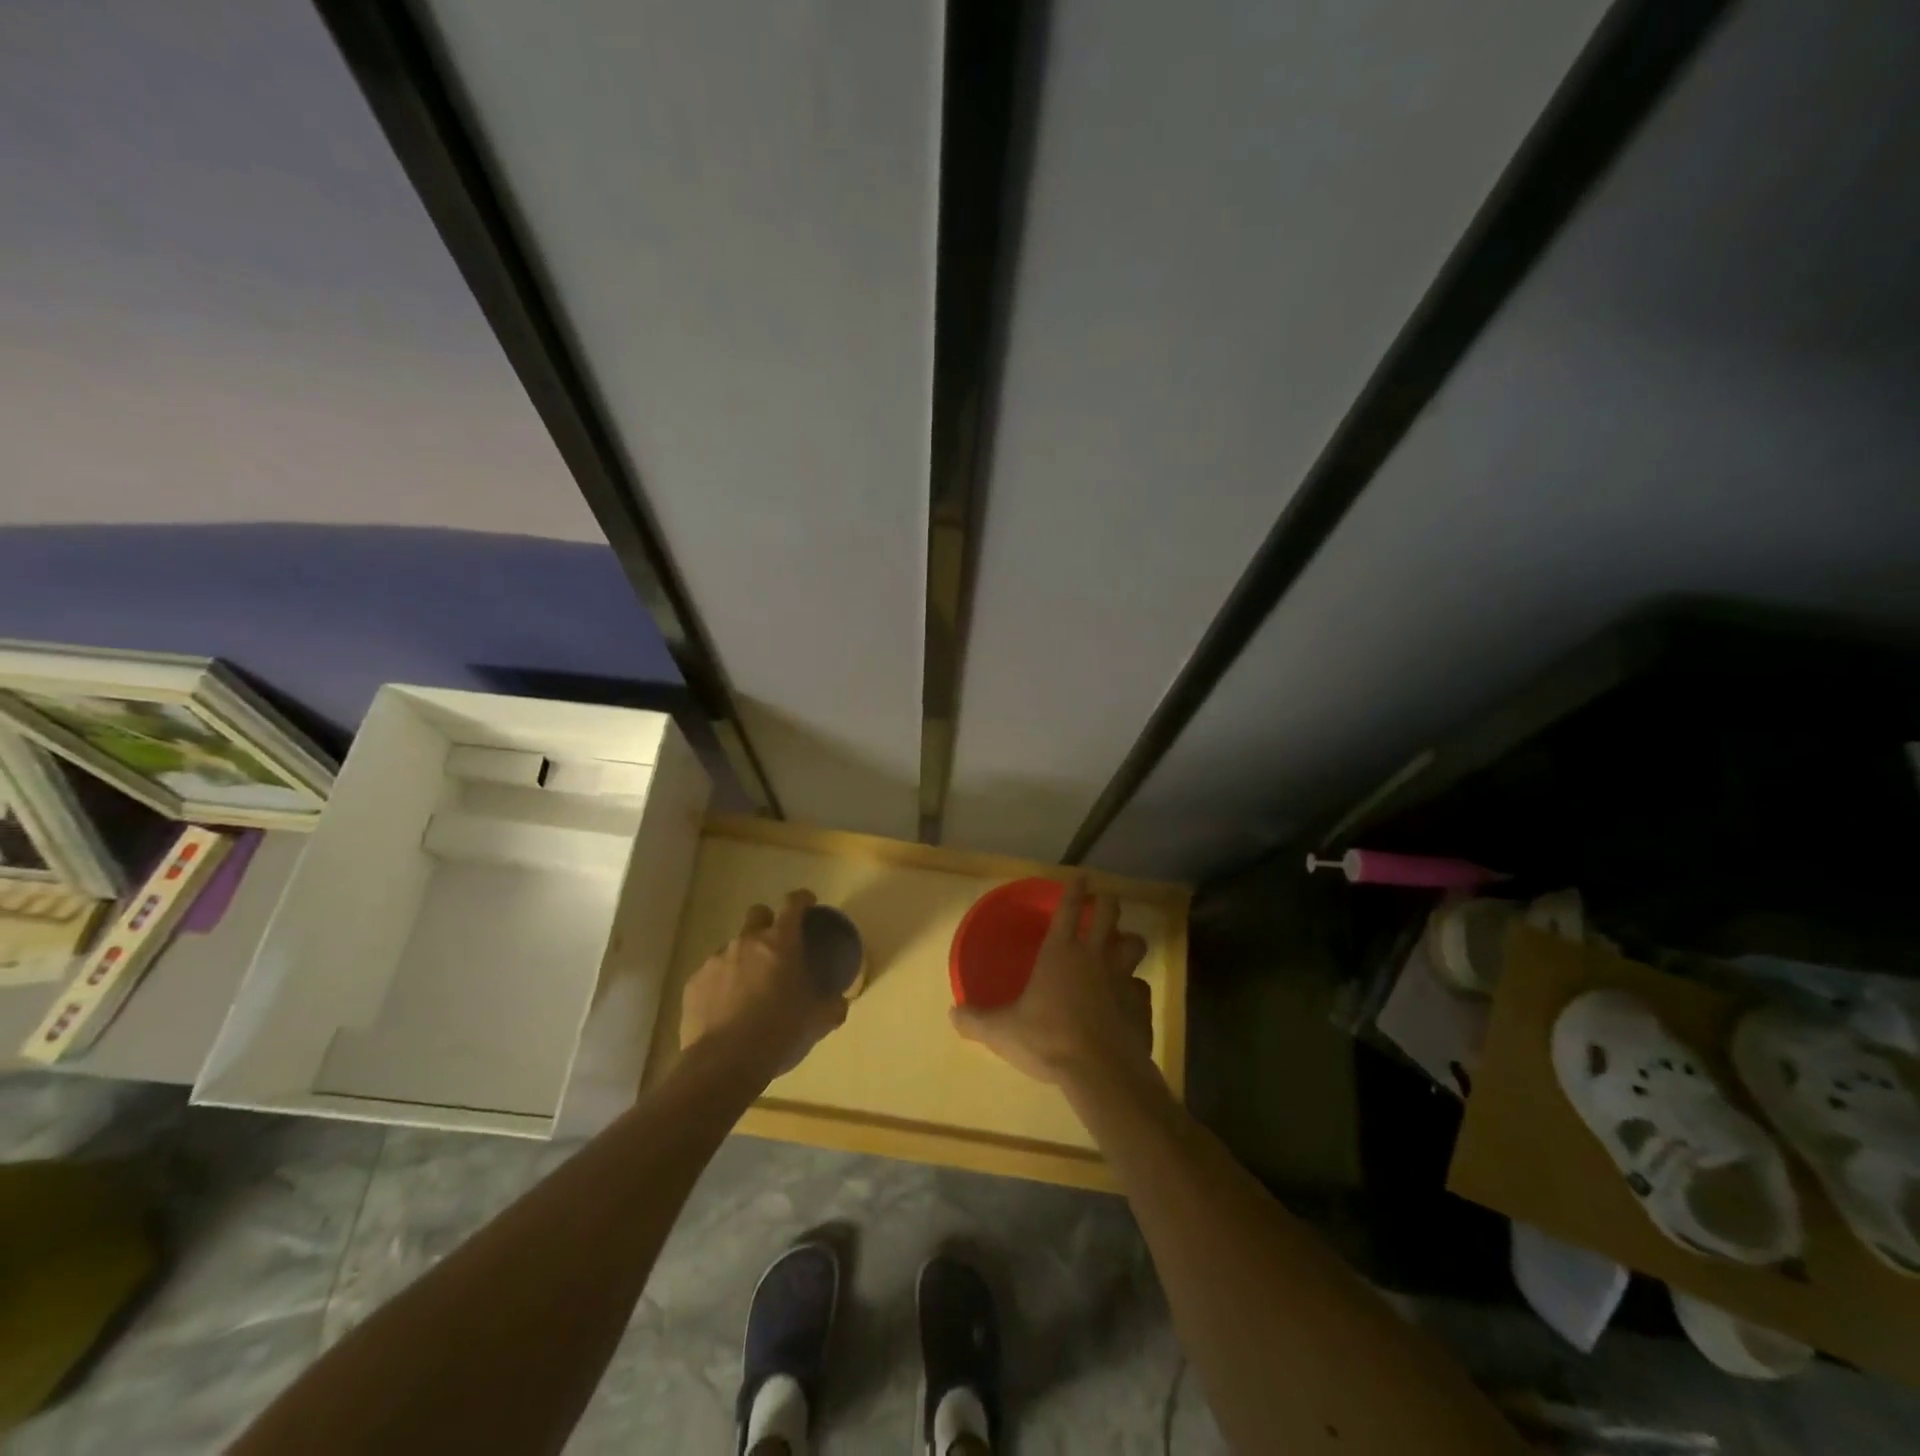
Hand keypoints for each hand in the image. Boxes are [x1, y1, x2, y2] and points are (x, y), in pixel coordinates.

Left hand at [680, 890, 846, 1081]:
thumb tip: (840, 1002)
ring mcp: (716, 960)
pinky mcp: (693, 983)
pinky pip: (712, 974)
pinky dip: (721, 984)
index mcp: (781, 943)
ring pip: (733, 946)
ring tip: (750, 990)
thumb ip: (832, 1005)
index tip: (809, 903)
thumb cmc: (779, 1033)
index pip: (793, 904)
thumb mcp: (818, 1021)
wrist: (724, 1063)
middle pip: (757, 913)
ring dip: (744, 959)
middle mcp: (746, 942)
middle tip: (776, 949)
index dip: (802, 899)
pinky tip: (726, 1009)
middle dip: (767, 923)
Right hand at [950, 876, 1154, 1088]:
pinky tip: (1129, 1000)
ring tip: (1124, 946)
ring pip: (1135, 944)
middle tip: (1104, 903)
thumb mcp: (1003, 1031)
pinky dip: (1136, 989)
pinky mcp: (1140, 1003)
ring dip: (1129, 942)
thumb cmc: (1048, 1040)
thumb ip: (977, 1020)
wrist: (1100, 1070)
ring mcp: (1122, 978)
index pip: (1068, 908)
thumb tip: (953, 1013)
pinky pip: (1141, 987)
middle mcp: (1094, 956)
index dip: (1074, 889)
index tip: (1081, 876)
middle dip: (1107, 903)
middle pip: (1109, 913)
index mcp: (1060, 952)